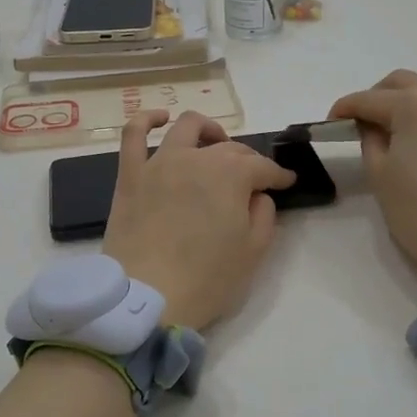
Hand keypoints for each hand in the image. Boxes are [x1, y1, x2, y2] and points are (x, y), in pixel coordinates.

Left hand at [103, 110, 295, 329]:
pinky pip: (134, 134)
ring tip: (214, 141)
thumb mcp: (253, 252)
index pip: (263, 168)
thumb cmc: (207, 278)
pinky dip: (148, 120)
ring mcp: (160, 162)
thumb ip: (264, 215)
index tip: (286, 184)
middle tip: (252, 181)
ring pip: (187, 128)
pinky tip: (160, 119)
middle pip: (230, 149)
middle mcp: (197, 158)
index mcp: (232, 175)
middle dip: (248, 161)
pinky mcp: (130, 174)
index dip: (278, 176)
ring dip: (208, 130)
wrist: (147, 296)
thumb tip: (258, 195)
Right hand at [329, 60, 416, 289]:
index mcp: (412, 105)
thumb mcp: (378, 172)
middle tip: (364, 121)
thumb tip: (372, 125)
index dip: (345, 108)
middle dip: (379, 94)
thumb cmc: (416, 208)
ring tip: (409, 110)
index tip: (331, 121)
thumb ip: (370, 139)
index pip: (369, 99)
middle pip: (404, 80)